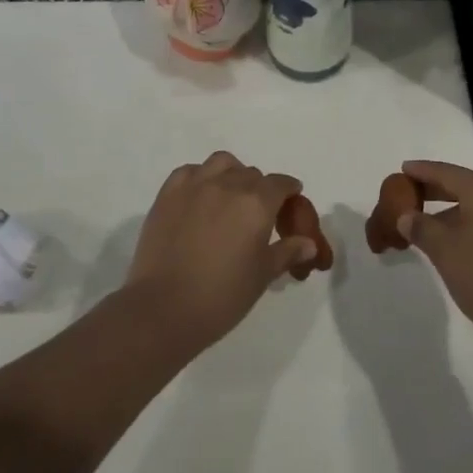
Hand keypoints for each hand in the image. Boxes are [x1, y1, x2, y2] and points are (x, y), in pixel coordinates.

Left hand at [123, 151, 317, 350]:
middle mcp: (228, 185)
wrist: (163, 308)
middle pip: (252, 174)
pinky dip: (200, 177)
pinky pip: (190, 171)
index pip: (281, 184)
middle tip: (258, 214)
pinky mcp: (168, 194)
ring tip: (230, 197)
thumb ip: (287, 252)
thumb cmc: (222, 296)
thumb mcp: (262, 276)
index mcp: (257, 203)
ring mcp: (195, 186)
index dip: (289, 191)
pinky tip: (200, 197)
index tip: (291, 201)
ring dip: (232, 174)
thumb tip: (308, 243)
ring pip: (222, 163)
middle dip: (261, 189)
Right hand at [396, 161, 472, 359]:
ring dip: (454, 211)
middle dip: (436, 191)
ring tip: (429, 224)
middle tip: (410, 196)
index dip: (421, 171)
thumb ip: (421, 228)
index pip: (446, 172)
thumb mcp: (444, 252)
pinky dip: (472, 223)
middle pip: (465, 186)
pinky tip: (458, 242)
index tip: (402, 170)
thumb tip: (406, 216)